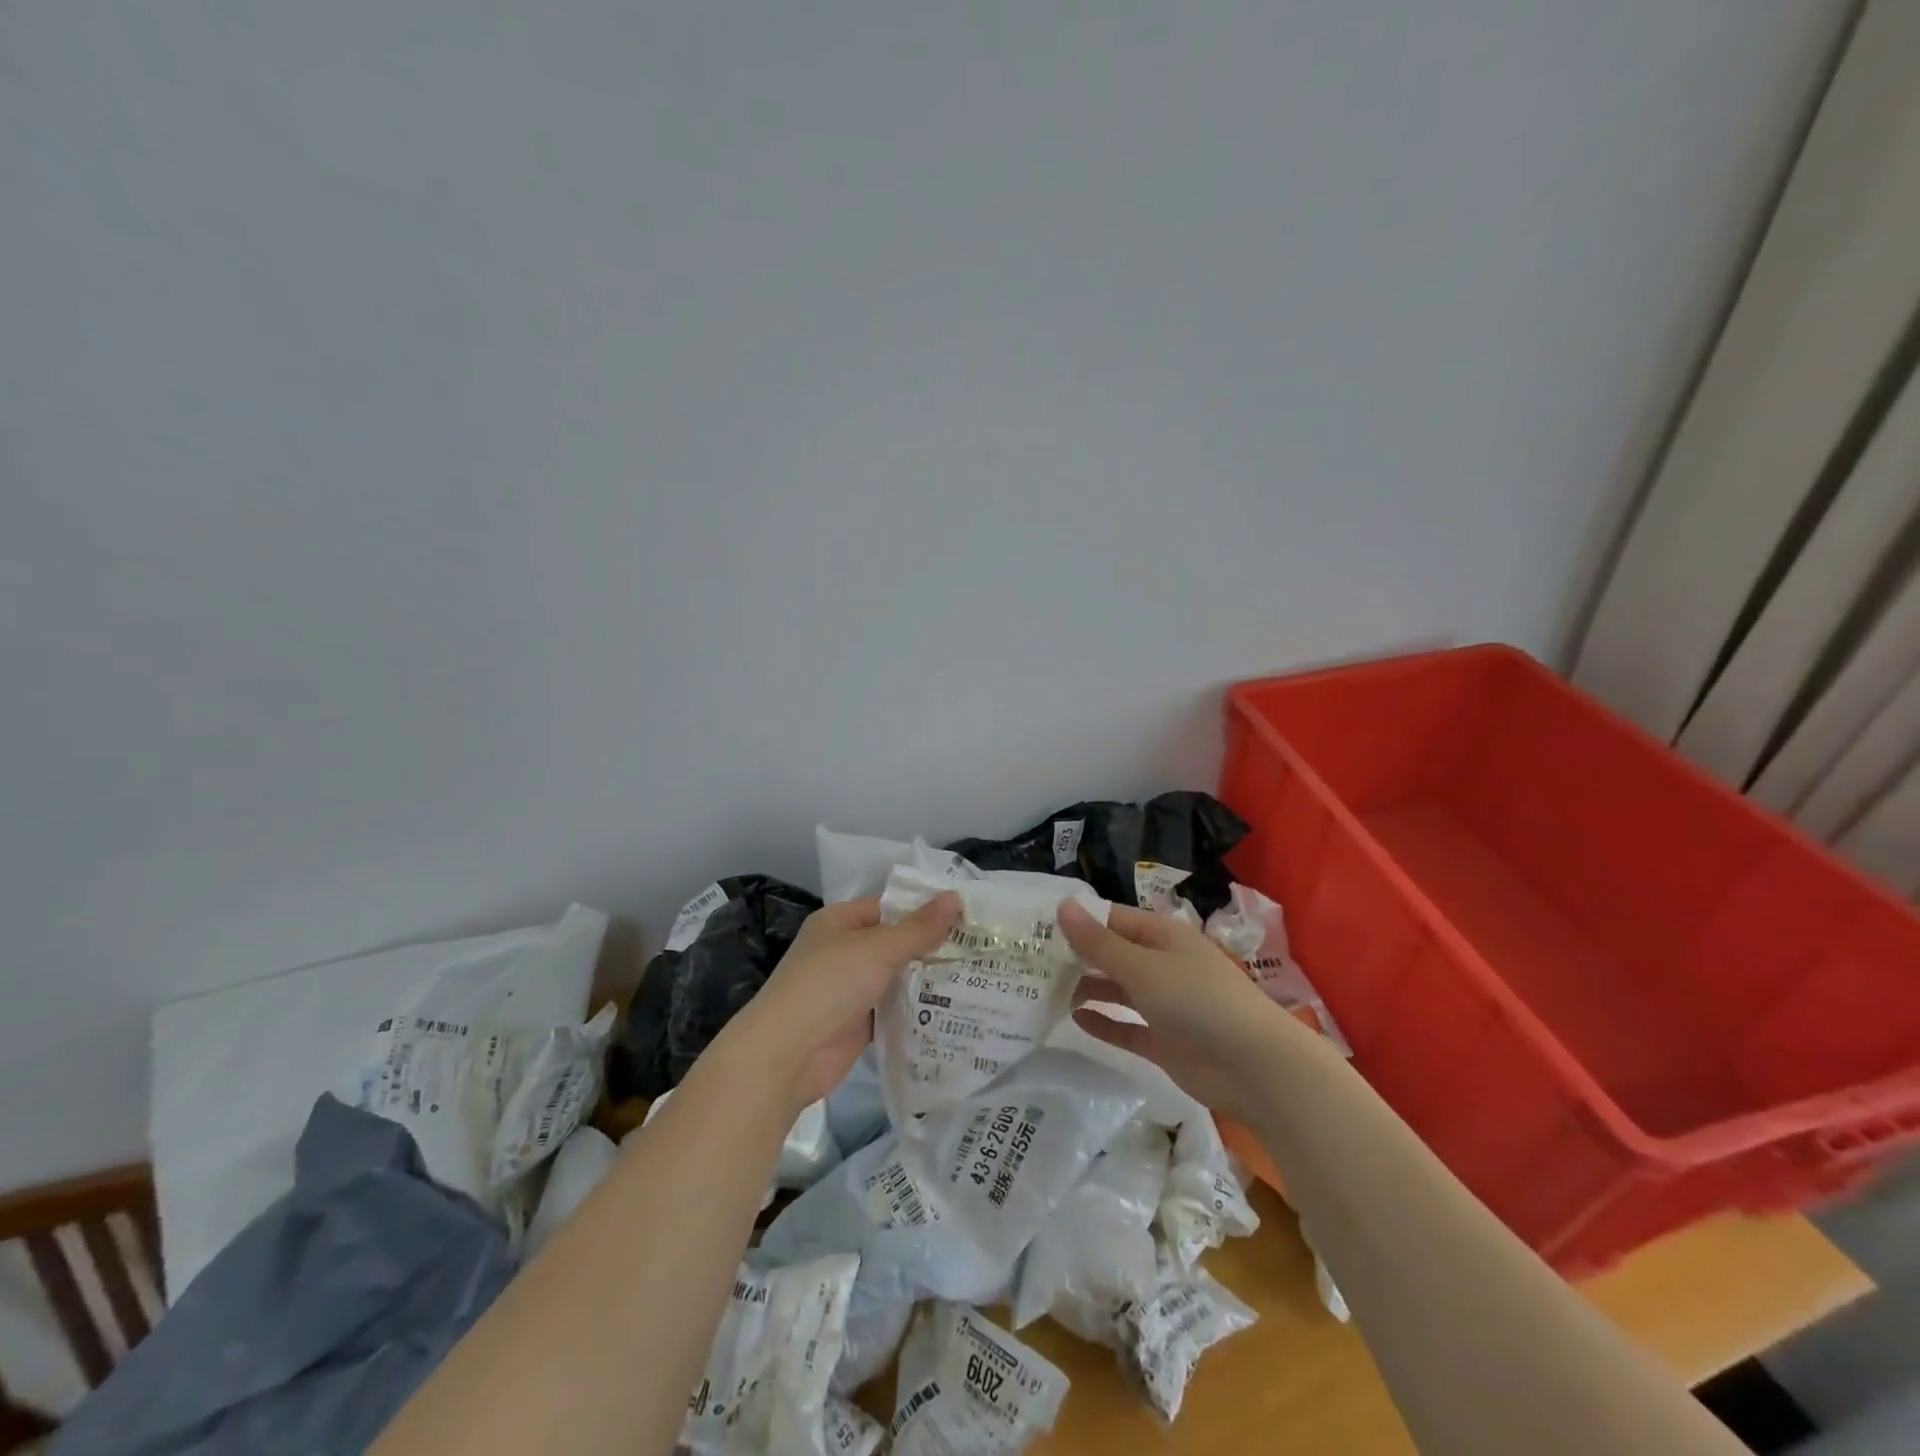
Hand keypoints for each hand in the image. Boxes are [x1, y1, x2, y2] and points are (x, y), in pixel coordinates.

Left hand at [721, 892, 960, 1111]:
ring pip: (896, 977)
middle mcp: (843, 951)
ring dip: (927, 979)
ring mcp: (849, 989)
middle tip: (981, 946)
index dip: (924, 908)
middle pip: (894, 942)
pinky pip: (893, 1009)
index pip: (888, 906)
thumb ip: (919, 928)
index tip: (966, 914)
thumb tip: (956, 897)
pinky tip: (953, 1008)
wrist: (788, 1055)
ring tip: (977, 975)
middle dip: (932, 946)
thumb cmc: (829, 984)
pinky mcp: (858, 1023)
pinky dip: (916, 1009)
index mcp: (839, 922)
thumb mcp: (878, 948)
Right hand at [1059, 898, 1307, 1121]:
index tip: (1037, 927)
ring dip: (1087, 988)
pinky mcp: (1164, 1040)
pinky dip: (1104, 1022)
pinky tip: (1076, 1019)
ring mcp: (1164, 1003)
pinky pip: (1126, 1026)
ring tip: (1045, 991)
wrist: (1253, 1065)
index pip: (1112, 919)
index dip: (1078, 921)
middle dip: (1077, 956)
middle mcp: (1162, 964)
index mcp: (1161, 936)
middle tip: (1031, 961)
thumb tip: (1062, 906)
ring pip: (1117, 989)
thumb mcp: (1142, 966)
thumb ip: (1098, 942)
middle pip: (1112, 954)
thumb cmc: (1196, 1000)